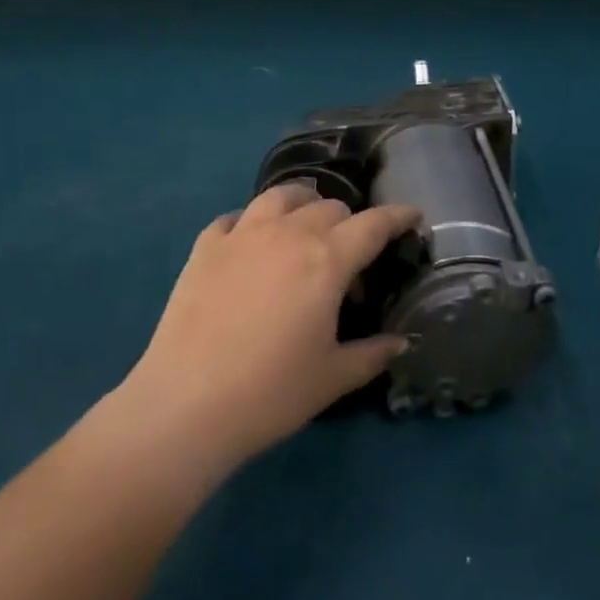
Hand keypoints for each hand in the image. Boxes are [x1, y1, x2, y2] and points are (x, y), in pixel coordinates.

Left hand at [117, 183, 419, 474]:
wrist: (187, 403)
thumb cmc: (271, 392)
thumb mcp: (333, 377)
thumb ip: (373, 353)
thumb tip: (401, 342)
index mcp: (326, 260)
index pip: (373, 224)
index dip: (397, 217)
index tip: (412, 215)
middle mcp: (287, 234)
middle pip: (329, 207)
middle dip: (349, 222)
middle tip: (349, 257)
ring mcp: (242, 235)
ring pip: (281, 196)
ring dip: (302, 204)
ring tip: (304, 224)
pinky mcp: (205, 247)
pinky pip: (234, 218)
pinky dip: (251, 223)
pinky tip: (250, 244)